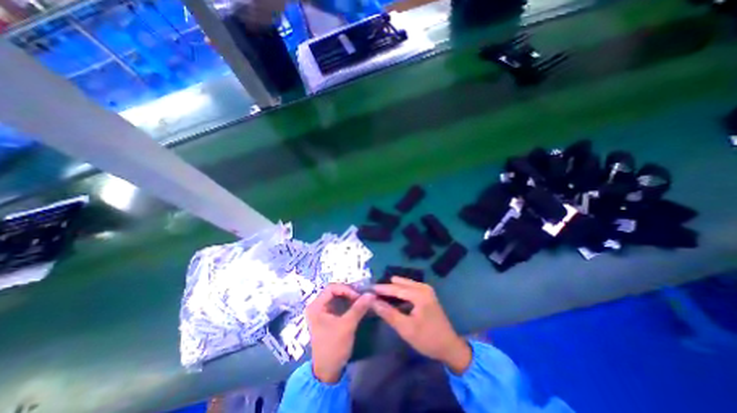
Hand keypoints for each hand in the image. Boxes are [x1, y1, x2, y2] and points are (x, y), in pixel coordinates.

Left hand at [305, 286, 374, 381]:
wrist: (327, 371)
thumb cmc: (334, 347)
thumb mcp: (347, 326)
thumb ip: (359, 308)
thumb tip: (371, 294)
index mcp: (315, 306)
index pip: (332, 288)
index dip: (346, 289)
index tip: (358, 296)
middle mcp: (316, 306)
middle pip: (334, 291)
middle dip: (349, 292)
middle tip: (361, 297)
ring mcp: (322, 311)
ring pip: (337, 297)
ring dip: (349, 297)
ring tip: (361, 300)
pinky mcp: (328, 317)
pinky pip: (338, 304)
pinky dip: (348, 303)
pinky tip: (357, 306)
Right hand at [372, 278, 468, 373]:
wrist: (449, 346)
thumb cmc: (427, 339)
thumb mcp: (405, 328)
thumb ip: (388, 313)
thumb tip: (372, 302)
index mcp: (419, 294)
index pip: (396, 288)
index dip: (381, 288)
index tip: (368, 288)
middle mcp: (423, 287)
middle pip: (400, 283)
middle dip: (387, 287)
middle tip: (373, 291)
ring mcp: (426, 290)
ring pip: (405, 284)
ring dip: (393, 288)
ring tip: (380, 293)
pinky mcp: (427, 294)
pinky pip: (410, 288)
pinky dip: (400, 291)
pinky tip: (393, 297)